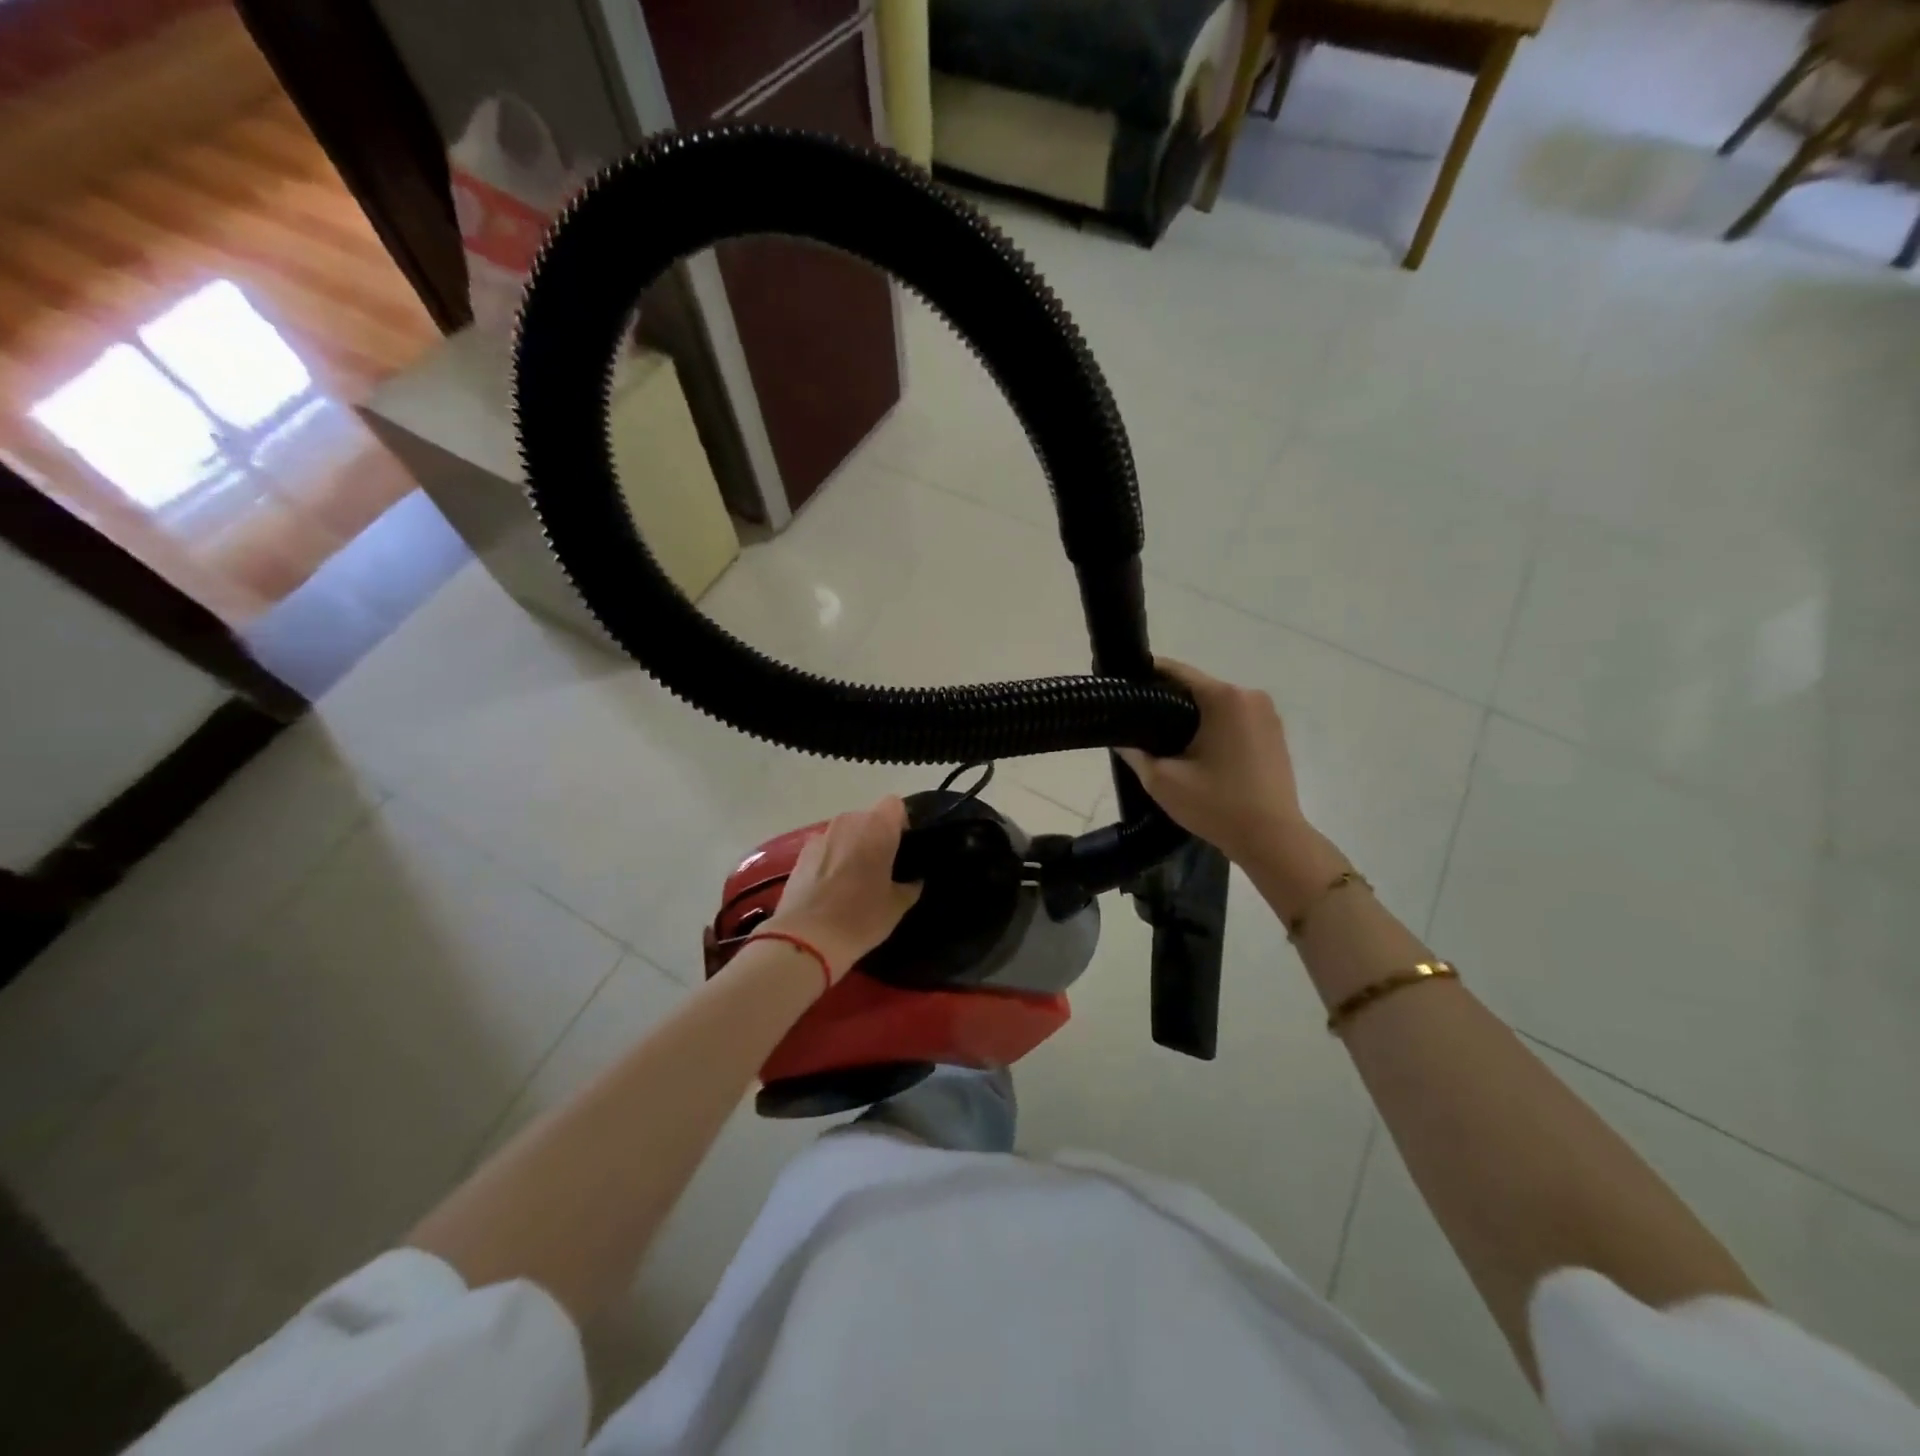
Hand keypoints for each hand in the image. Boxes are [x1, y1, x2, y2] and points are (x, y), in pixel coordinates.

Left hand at [764, 796, 921, 978]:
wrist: (805, 938)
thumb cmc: (860, 918)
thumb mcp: (897, 906)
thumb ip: (910, 885)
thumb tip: (913, 879)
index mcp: (877, 828)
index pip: (895, 805)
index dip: (900, 823)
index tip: (902, 849)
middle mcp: (848, 823)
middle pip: (868, 819)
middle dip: (875, 838)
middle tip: (881, 869)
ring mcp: (821, 836)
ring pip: (845, 834)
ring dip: (852, 848)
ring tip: (853, 881)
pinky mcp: (800, 854)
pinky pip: (825, 849)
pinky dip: (831, 861)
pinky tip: (831, 889)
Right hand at [1118, 658, 1312, 871]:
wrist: (1273, 840)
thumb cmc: (1217, 806)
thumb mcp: (1162, 781)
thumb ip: (1135, 752)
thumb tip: (1120, 737)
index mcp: (1224, 698)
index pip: (1176, 671)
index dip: (1145, 675)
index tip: (1122, 687)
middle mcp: (1250, 695)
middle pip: (1197, 687)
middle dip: (1167, 700)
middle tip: (1137, 721)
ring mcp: (1267, 714)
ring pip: (1216, 704)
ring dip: (1191, 715)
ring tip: (1163, 740)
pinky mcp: (1275, 733)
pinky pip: (1234, 719)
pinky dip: (1214, 727)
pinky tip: (1196, 751)